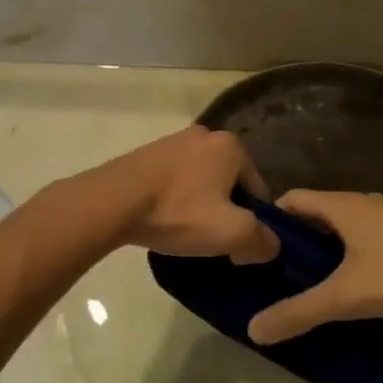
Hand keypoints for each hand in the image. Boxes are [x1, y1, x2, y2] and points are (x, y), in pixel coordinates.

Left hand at [85, 127, 279, 262]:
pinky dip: (176, 199)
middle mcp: (206, 134)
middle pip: (230, 185)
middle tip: (211, 240)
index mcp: (232, 146)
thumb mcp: (231, 233)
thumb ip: (262, 240)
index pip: (258, 191)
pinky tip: (165, 218)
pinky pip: (176, 180)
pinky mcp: (148, 153)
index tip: (236, 247)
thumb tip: (270, 245)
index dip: (253, 224)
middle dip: (226, 212)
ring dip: (200, 206)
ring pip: (202, 182)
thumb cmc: (178, 212)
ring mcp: (174, 141)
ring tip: (185, 231)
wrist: (113, 201)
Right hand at [247, 190, 382, 343]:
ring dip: (327, 250)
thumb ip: (299, 312)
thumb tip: (252, 330)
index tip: (258, 251)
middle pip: (317, 214)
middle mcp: (366, 202)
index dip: (271, 221)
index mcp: (344, 206)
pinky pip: (369, 236)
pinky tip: (358, 284)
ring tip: (315, 284)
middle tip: (281, 275)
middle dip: (297, 241)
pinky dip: (354, 254)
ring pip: (346, 227)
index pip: (292, 199)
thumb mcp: (347, 298)